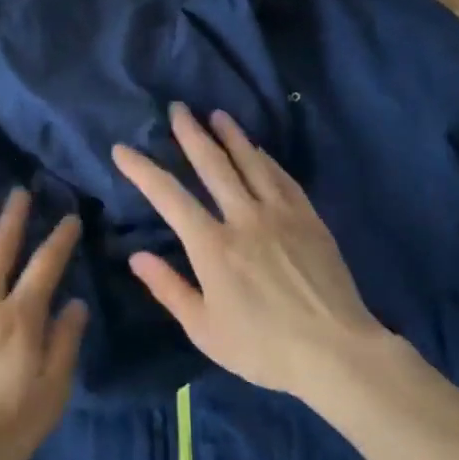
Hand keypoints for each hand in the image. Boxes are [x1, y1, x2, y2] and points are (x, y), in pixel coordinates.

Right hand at [112, 103, 387, 397]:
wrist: (335, 351)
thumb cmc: (263, 347)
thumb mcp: (205, 330)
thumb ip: (169, 289)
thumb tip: (137, 256)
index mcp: (213, 246)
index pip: (169, 197)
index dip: (142, 170)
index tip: (122, 149)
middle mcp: (244, 218)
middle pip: (212, 165)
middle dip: (191, 134)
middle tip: (178, 108)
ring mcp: (280, 214)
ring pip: (250, 162)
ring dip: (230, 135)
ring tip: (216, 114)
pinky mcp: (308, 218)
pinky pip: (282, 178)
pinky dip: (265, 158)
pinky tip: (258, 149)